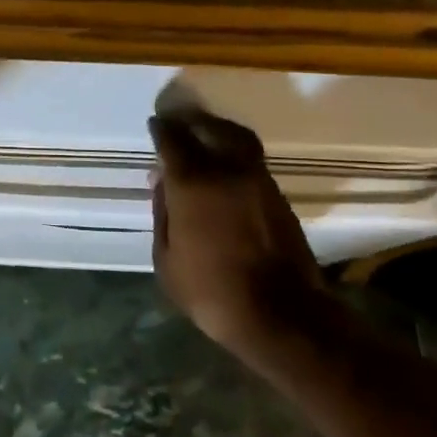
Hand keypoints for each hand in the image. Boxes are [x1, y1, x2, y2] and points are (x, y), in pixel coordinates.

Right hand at [149, 109, 323, 349]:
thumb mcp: (166, 258)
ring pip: (239, 141)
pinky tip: (225, 170)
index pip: (173, 140)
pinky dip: (235, 155)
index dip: (162, 129)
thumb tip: (162, 183)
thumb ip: (162, 214)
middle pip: (212, 128)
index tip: (156, 123)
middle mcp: (228, 171)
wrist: (281, 315)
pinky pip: (252, 162)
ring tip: (205, 137)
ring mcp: (259, 182)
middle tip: (181, 120)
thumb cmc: (211, 290)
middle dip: (193, 121)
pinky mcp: (278, 198)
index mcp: (193, 183)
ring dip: (219, 132)